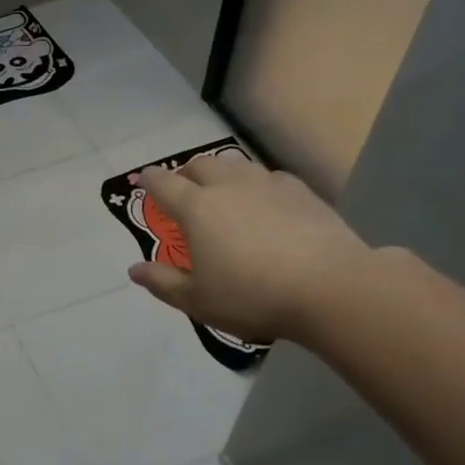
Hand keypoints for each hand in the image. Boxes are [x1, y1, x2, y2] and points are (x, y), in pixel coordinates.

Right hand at [128, 154, 375, 345]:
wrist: (330, 287)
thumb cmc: (252, 296)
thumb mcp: (197, 300)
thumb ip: (162, 282)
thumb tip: (134, 270)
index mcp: (196, 208)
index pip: (163, 183)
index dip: (149, 180)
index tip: (144, 181)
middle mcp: (228, 186)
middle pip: (200, 164)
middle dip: (186, 173)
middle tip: (183, 189)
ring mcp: (267, 184)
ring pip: (235, 165)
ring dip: (221, 174)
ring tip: (221, 192)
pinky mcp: (300, 191)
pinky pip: (268, 177)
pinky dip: (256, 185)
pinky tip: (264, 202)